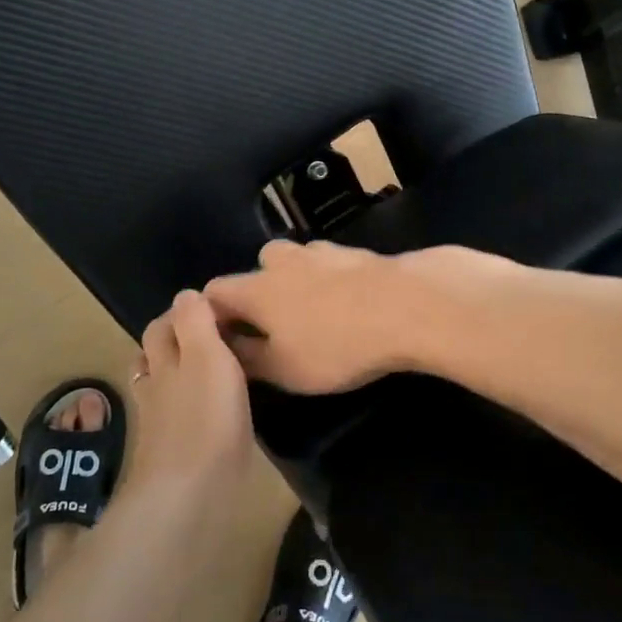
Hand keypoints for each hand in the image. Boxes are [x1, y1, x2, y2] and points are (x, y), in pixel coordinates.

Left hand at [126, 290, 254, 492]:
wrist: (189, 495)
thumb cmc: (205, 418)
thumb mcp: (207, 355)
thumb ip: (196, 322)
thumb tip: (187, 293)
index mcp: (165, 359)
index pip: (164, 324)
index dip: (183, 312)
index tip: (215, 311)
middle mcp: (156, 386)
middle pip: (155, 354)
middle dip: (174, 340)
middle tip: (213, 337)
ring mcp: (159, 423)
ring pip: (160, 387)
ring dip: (177, 374)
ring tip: (207, 371)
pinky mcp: (170, 454)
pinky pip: (175, 419)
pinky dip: (187, 408)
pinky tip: (207, 415)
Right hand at [204, 240, 451, 394]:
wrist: (407, 306)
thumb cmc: (337, 345)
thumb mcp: (285, 370)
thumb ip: (248, 358)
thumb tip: (228, 348)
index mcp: (256, 289)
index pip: (214, 291)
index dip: (214, 314)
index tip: (226, 339)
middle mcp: (282, 261)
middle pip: (257, 268)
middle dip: (259, 294)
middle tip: (275, 328)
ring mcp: (322, 251)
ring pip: (295, 262)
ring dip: (296, 282)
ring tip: (315, 313)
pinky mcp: (356, 252)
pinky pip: (329, 264)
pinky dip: (330, 280)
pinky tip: (349, 302)